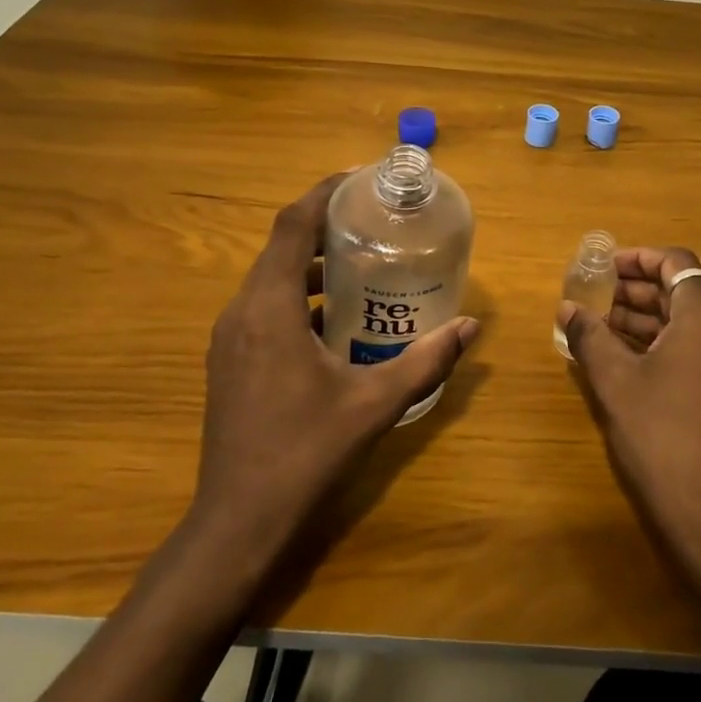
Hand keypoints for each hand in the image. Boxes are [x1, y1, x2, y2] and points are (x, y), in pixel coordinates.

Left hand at [189, 173, 478, 566]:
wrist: (239, 522)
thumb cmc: (305, 451)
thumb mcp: (374, 402)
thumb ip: (425, 361)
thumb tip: (470, 327)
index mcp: (269, 307)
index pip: (290, 225)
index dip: (322, 194)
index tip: (358, 180)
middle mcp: (241, 311)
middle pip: (279, 247)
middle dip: (323, 227)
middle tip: (373, 222)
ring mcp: (230, 338)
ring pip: (270, 279)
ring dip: (311, 264)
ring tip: (361, 264)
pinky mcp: (230, 361)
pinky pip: (265, 308)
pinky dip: (298, 297)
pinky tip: (336, 320)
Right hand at [558, 246, 700, 590]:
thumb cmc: (662, 437)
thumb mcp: (615, 382)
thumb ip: (589, 336)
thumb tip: (567, 308)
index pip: (676, 263)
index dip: (638, 258)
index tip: (604, 268)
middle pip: (682, 292)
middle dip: (636, 292)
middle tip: (594, 299)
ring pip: (690, 323)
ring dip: (648, 320)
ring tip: (602, 329)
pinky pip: (699, 349)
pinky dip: (665, 344)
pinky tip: (628, 359)